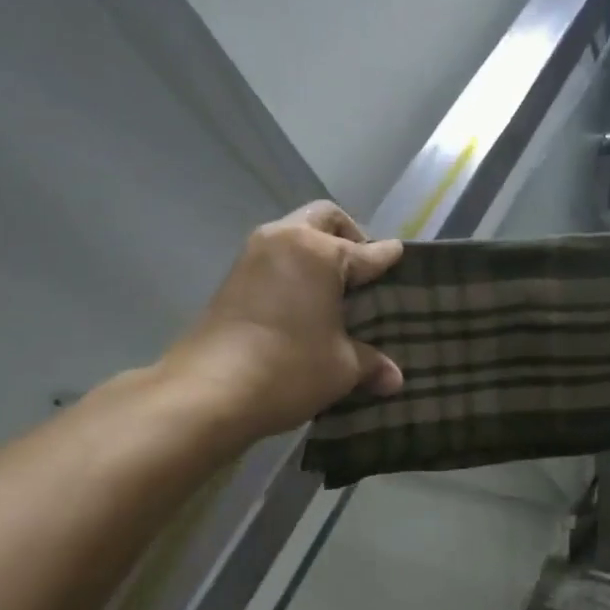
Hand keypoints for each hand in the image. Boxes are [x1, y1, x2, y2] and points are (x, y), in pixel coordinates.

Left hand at [163, 201, 403, 439]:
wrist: (209, 391)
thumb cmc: (289, 368)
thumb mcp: (342, 368)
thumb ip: (371, 364)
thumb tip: (395, 378)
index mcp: (319, 252)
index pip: (366, 252)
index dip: (387, 258)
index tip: (400, 257)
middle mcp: (285, 240)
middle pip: (325, 219)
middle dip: (348, 236)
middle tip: (362, 269)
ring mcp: (252, 256)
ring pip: (294, 235)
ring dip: (315, 252)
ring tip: (333, 289)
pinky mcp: (232, 278)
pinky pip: (274, 259)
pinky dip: (293, 270)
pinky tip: (302, 303)